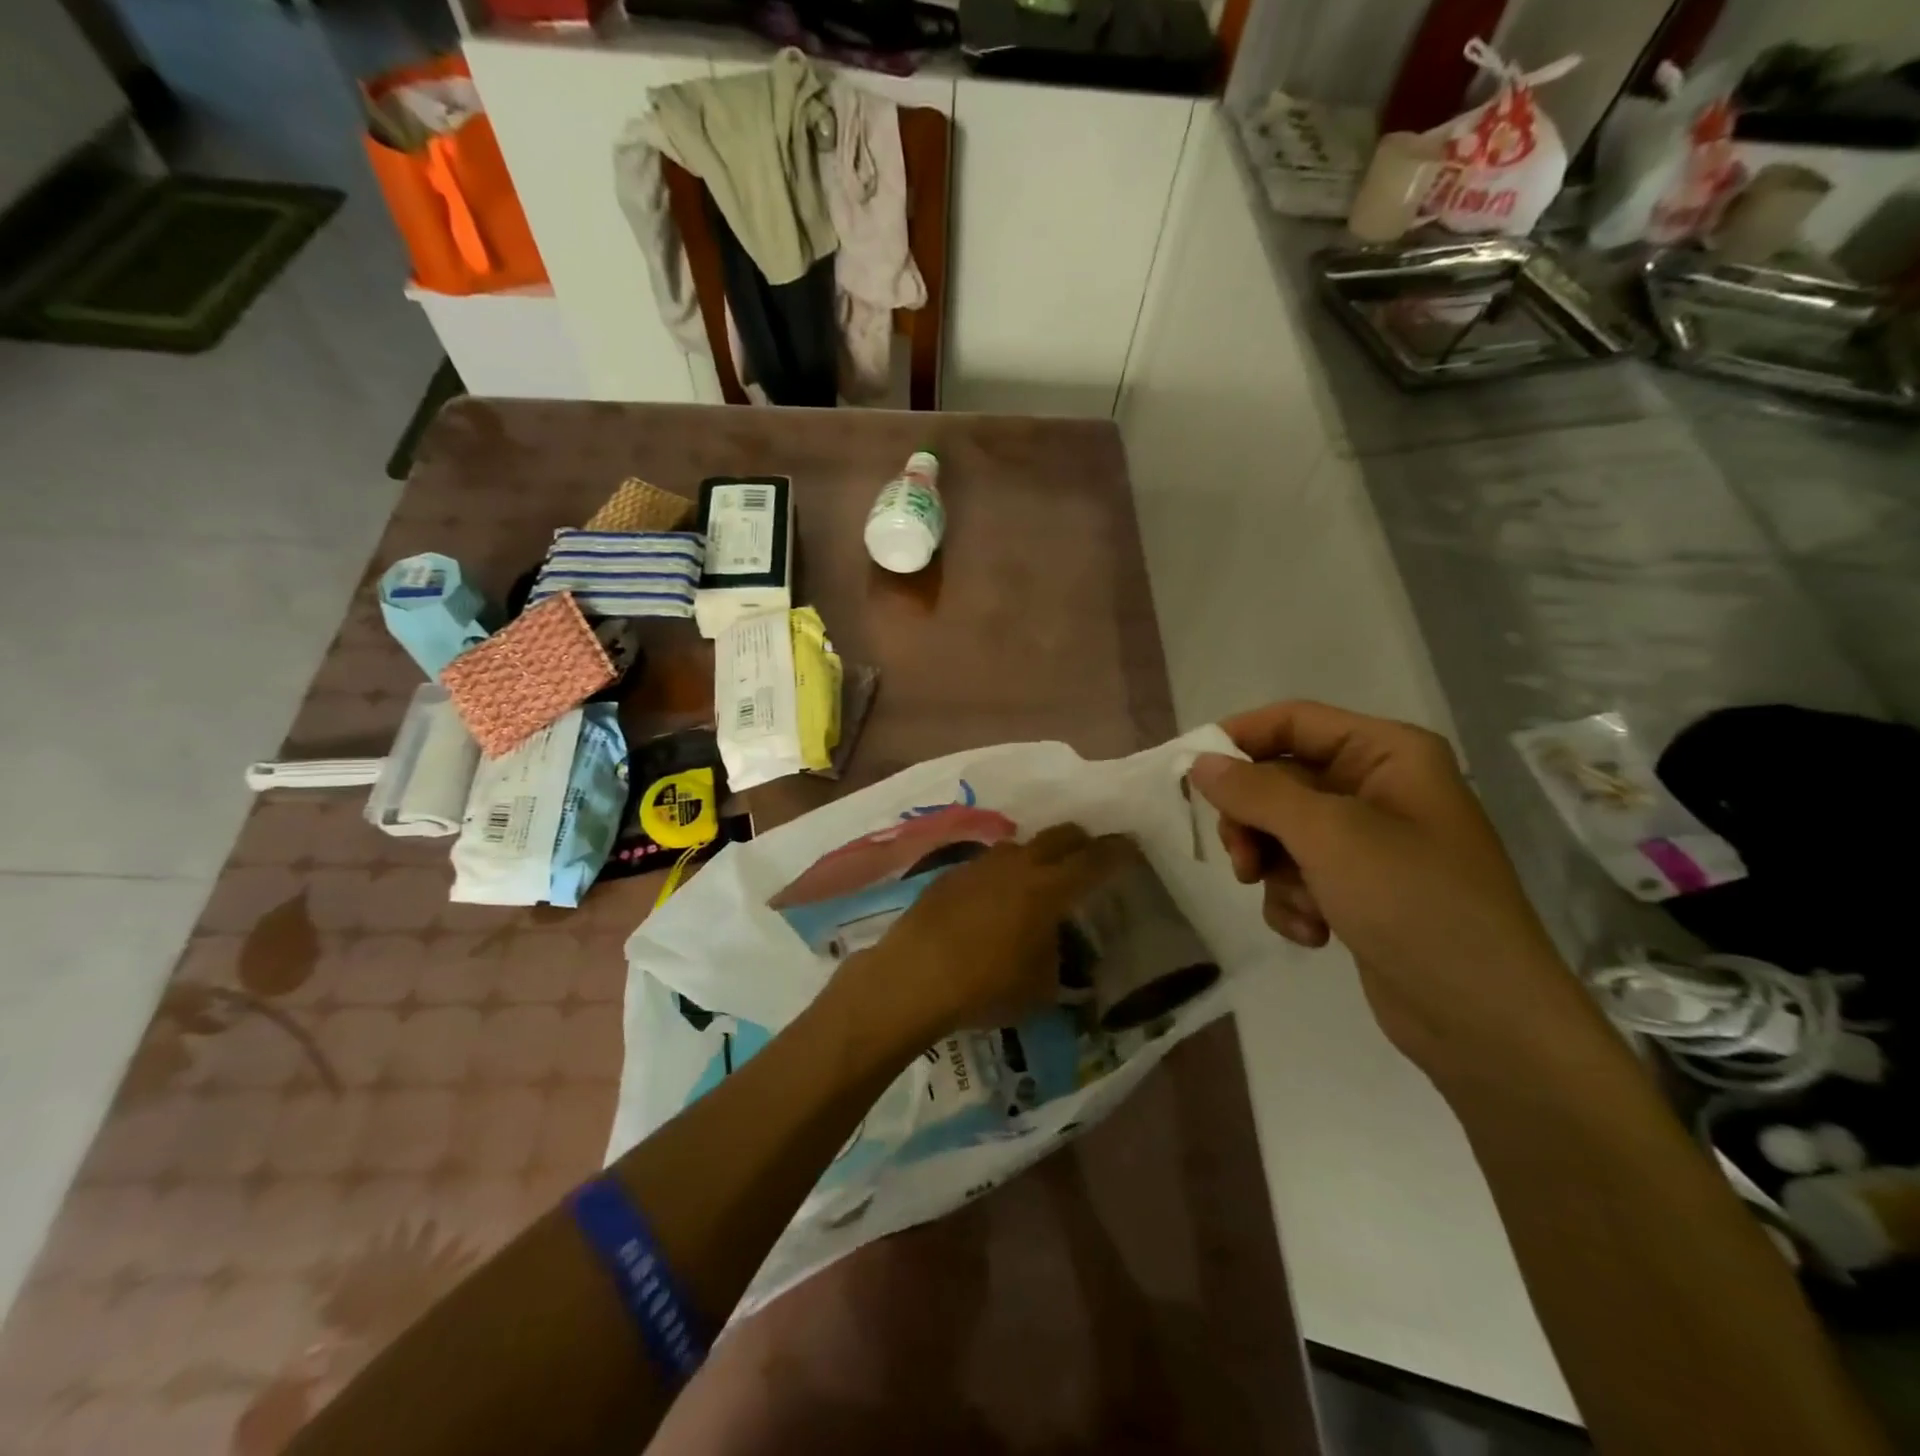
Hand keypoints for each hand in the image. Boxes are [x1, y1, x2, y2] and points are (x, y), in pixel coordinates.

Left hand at [839, 824, 1131, 1051]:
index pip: (1095, 860)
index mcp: (1050, 889)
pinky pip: (986, 864)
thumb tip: (1056, 953)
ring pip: (1020, 846)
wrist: (914, 976)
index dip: (1117, 852)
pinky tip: (992, 900)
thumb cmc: (987, 986)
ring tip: (1038, 880)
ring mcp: (981, 865)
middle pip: (1060, 836)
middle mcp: (1018, 865)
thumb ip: (1057, 962)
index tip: (1131, 848)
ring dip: (1037, 856)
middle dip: (1081, 841)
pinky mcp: (950, 874)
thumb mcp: (1041, 989)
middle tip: (1090, 857)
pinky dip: (1000, 874)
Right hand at [1187, 701, 1600, 1074]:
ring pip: (1279, 832)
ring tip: (1297, 906)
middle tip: (1240, 859)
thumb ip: (1256, 792)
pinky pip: (1297, 875)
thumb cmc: (1415, 903)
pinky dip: (1293, 901)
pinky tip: (1314, 933)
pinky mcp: (1358, 889)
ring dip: (1273, 871)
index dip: (1239, 739)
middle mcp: (1376, 788)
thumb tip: (1199, 763)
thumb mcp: (1329, 836)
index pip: (1293, 721)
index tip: (1192, 773)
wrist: (1485, 1020)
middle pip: (1278, 781)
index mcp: (1387, 754)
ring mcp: (1368, 842)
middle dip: (1253, 824)